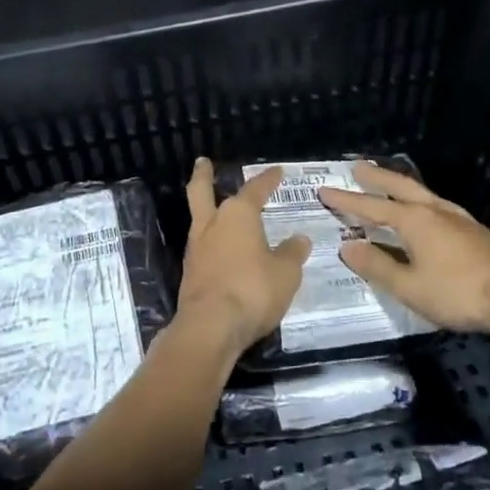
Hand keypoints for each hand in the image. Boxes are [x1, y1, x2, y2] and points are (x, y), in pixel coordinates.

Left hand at [176, 159, 309, 357]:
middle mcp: (212, 224)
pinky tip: (221, 249)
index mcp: (238, 215)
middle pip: (202, 191)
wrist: (211, 327)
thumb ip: (292, 253)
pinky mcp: (190, 273)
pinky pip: (202, 247)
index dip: (267, 180)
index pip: (255, 189)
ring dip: (206, 210)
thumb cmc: (253, 290)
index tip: (277, 171)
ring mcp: (196, 248)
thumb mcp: (286, 273)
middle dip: (204, 176)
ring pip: (199, 219)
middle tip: (203, 163)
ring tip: (216, 208)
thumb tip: (299, 239)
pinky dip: (211, 241)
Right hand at [319, 162, 489, 332]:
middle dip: (376, 177)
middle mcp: (434, 211)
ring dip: (400, 185)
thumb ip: (377, 265)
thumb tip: (347, 246)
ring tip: (389, 181)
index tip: (324, 191)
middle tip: (357, 166)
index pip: (371, 207)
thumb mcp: (409, 286)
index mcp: (414, 221)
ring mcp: (457, 218)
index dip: (346, 201)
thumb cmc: (458, 292)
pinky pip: (437, 204)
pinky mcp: (473, 231)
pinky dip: (420, 200)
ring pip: (422, 192)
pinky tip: (426, 210)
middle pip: (399, 186)